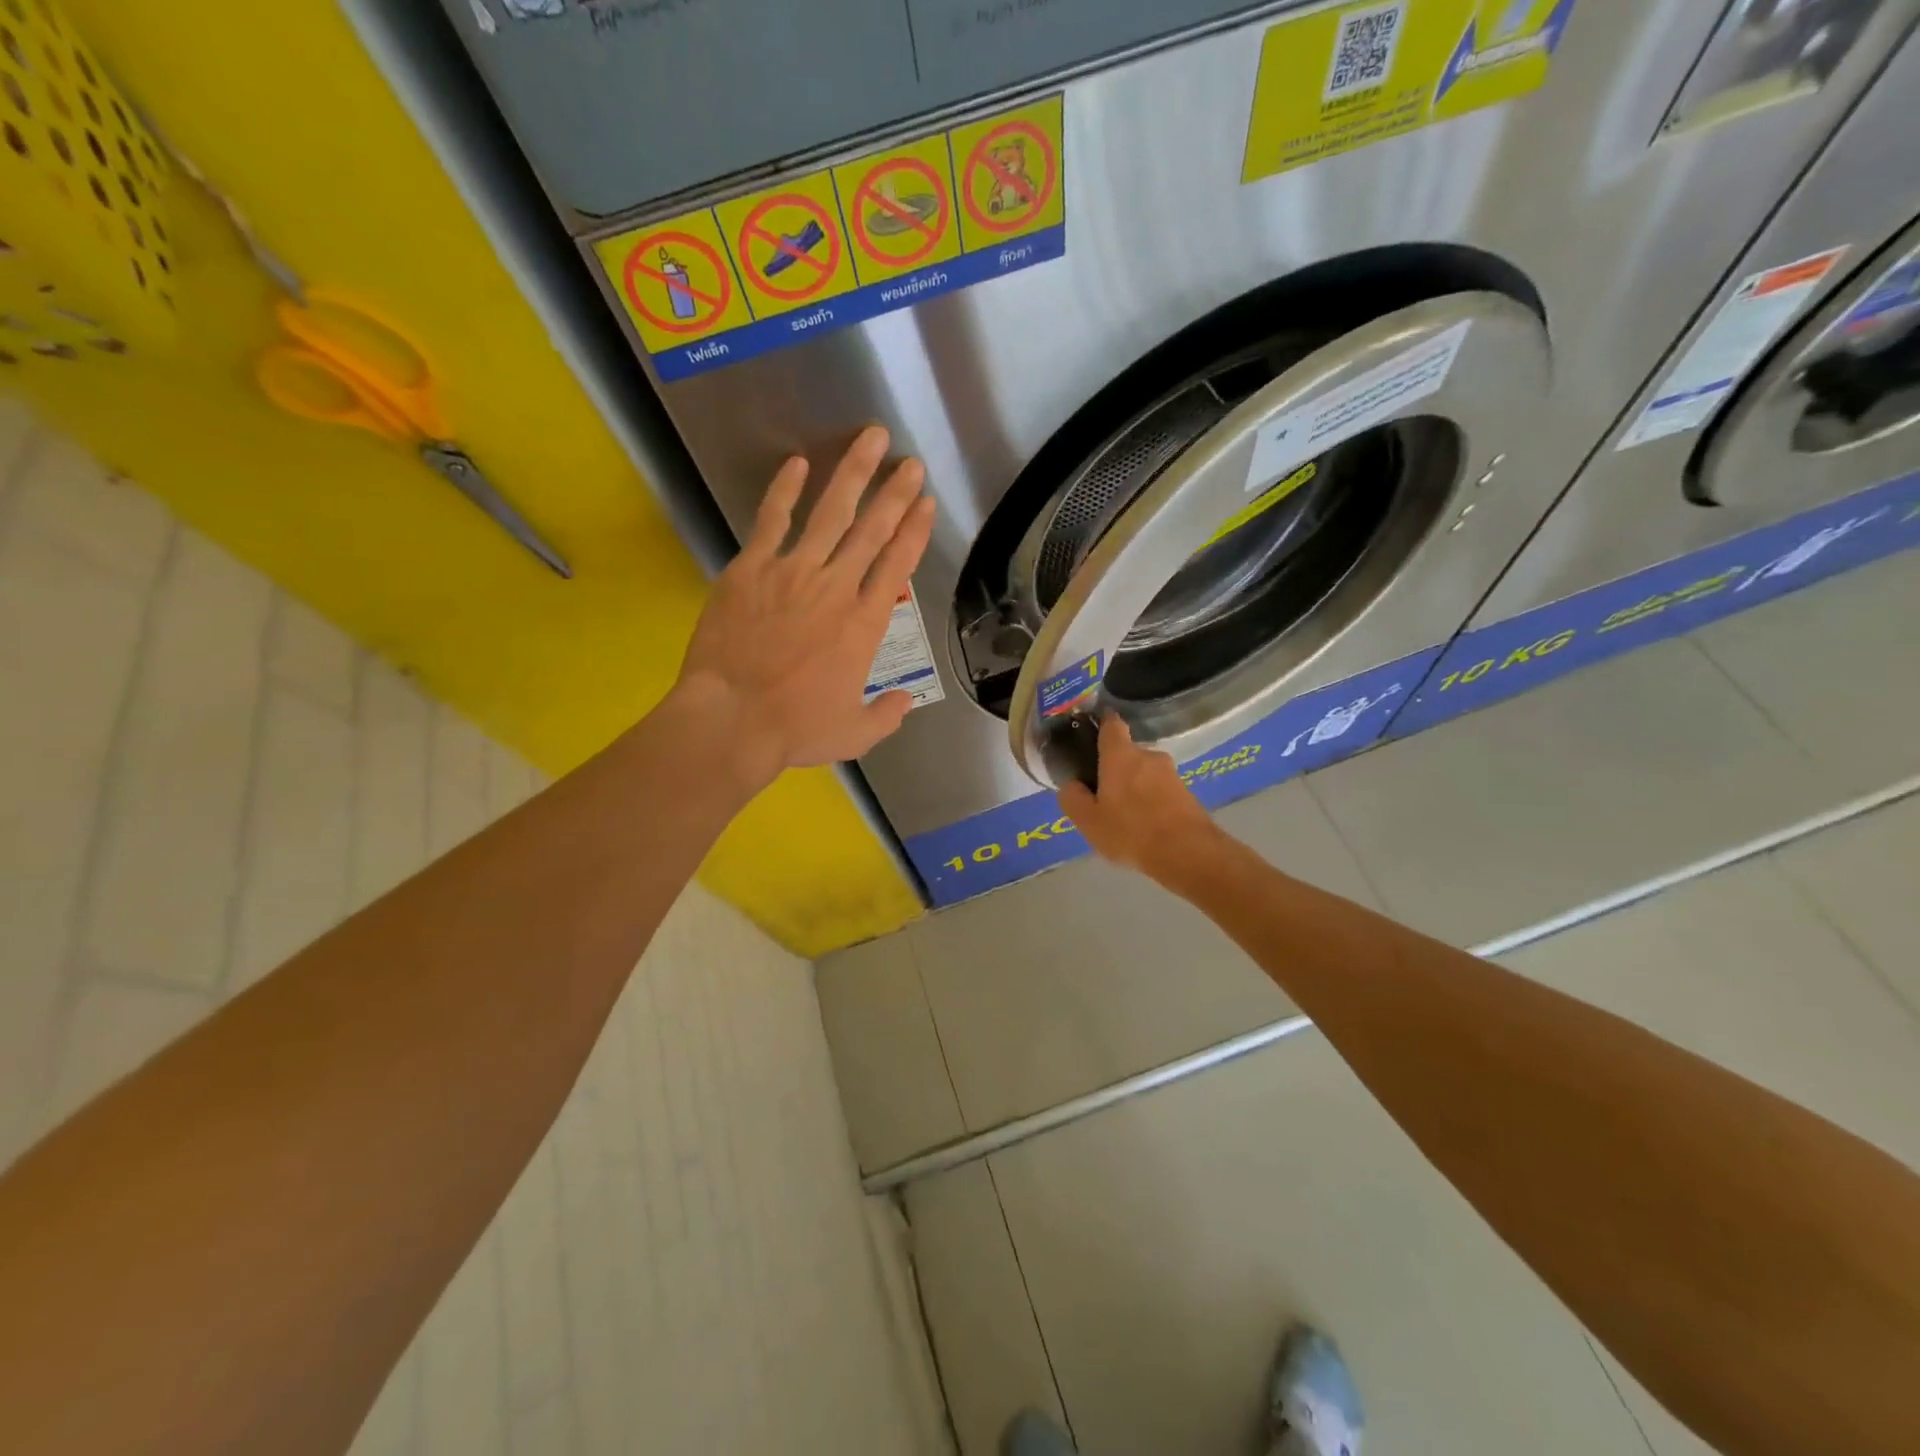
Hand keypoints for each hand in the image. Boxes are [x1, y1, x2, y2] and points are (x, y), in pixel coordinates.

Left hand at [675, 425, 936, 790]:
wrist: (733, 718)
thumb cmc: (796, 728)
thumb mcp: (855, 732)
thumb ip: (886, 715)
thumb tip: (905, 701)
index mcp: (864, 623)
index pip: (897, 565)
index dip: (914, 530)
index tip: (925, 503)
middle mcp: (836, 587)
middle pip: (872, 529)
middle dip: (895, 492)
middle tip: (910, 462)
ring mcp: (792, 571)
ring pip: (830, 512)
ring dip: (854, 474)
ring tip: (871, 439)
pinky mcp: (751, 568)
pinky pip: (772, 520)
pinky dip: (784, 490)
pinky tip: (797, 463)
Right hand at [1059, 716, 1223, 883]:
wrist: (1188, 853)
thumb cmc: (1130, 831)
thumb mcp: (1088, 821)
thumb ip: (1073, 798)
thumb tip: (1071, 785)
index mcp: (1120, 755)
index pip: (1112, 724)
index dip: (1102, 722)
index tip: (1093, 728)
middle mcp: (1148, 756)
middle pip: (1127, 753)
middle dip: (1115, 767)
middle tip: (1103, 793)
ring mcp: (1171, 773)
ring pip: (1145, 773)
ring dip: (1134, 786)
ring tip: (1125, 815)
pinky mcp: (1187, 792)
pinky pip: (1161, 790)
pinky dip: (1151, 800)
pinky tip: (1145, 825)